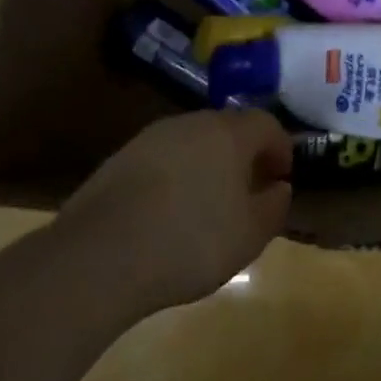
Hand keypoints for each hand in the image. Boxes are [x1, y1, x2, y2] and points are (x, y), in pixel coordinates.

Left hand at [62, 110, 292, 311]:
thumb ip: (274, 206)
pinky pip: (162, 160)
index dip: (280, 149)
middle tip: (248, 189)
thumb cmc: (191, 241)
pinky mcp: (120, 158)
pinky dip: (174, 177)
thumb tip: (278, 188)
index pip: (267, 124)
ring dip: (207, 164)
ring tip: (207, 203)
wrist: (99, 257)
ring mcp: (152, 137)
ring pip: (193, 142)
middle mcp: (192, 123)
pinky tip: (168, 213)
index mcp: (230, 133)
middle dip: (243, 154)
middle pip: (229, 128)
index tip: (281, 178)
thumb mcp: (250, 235)